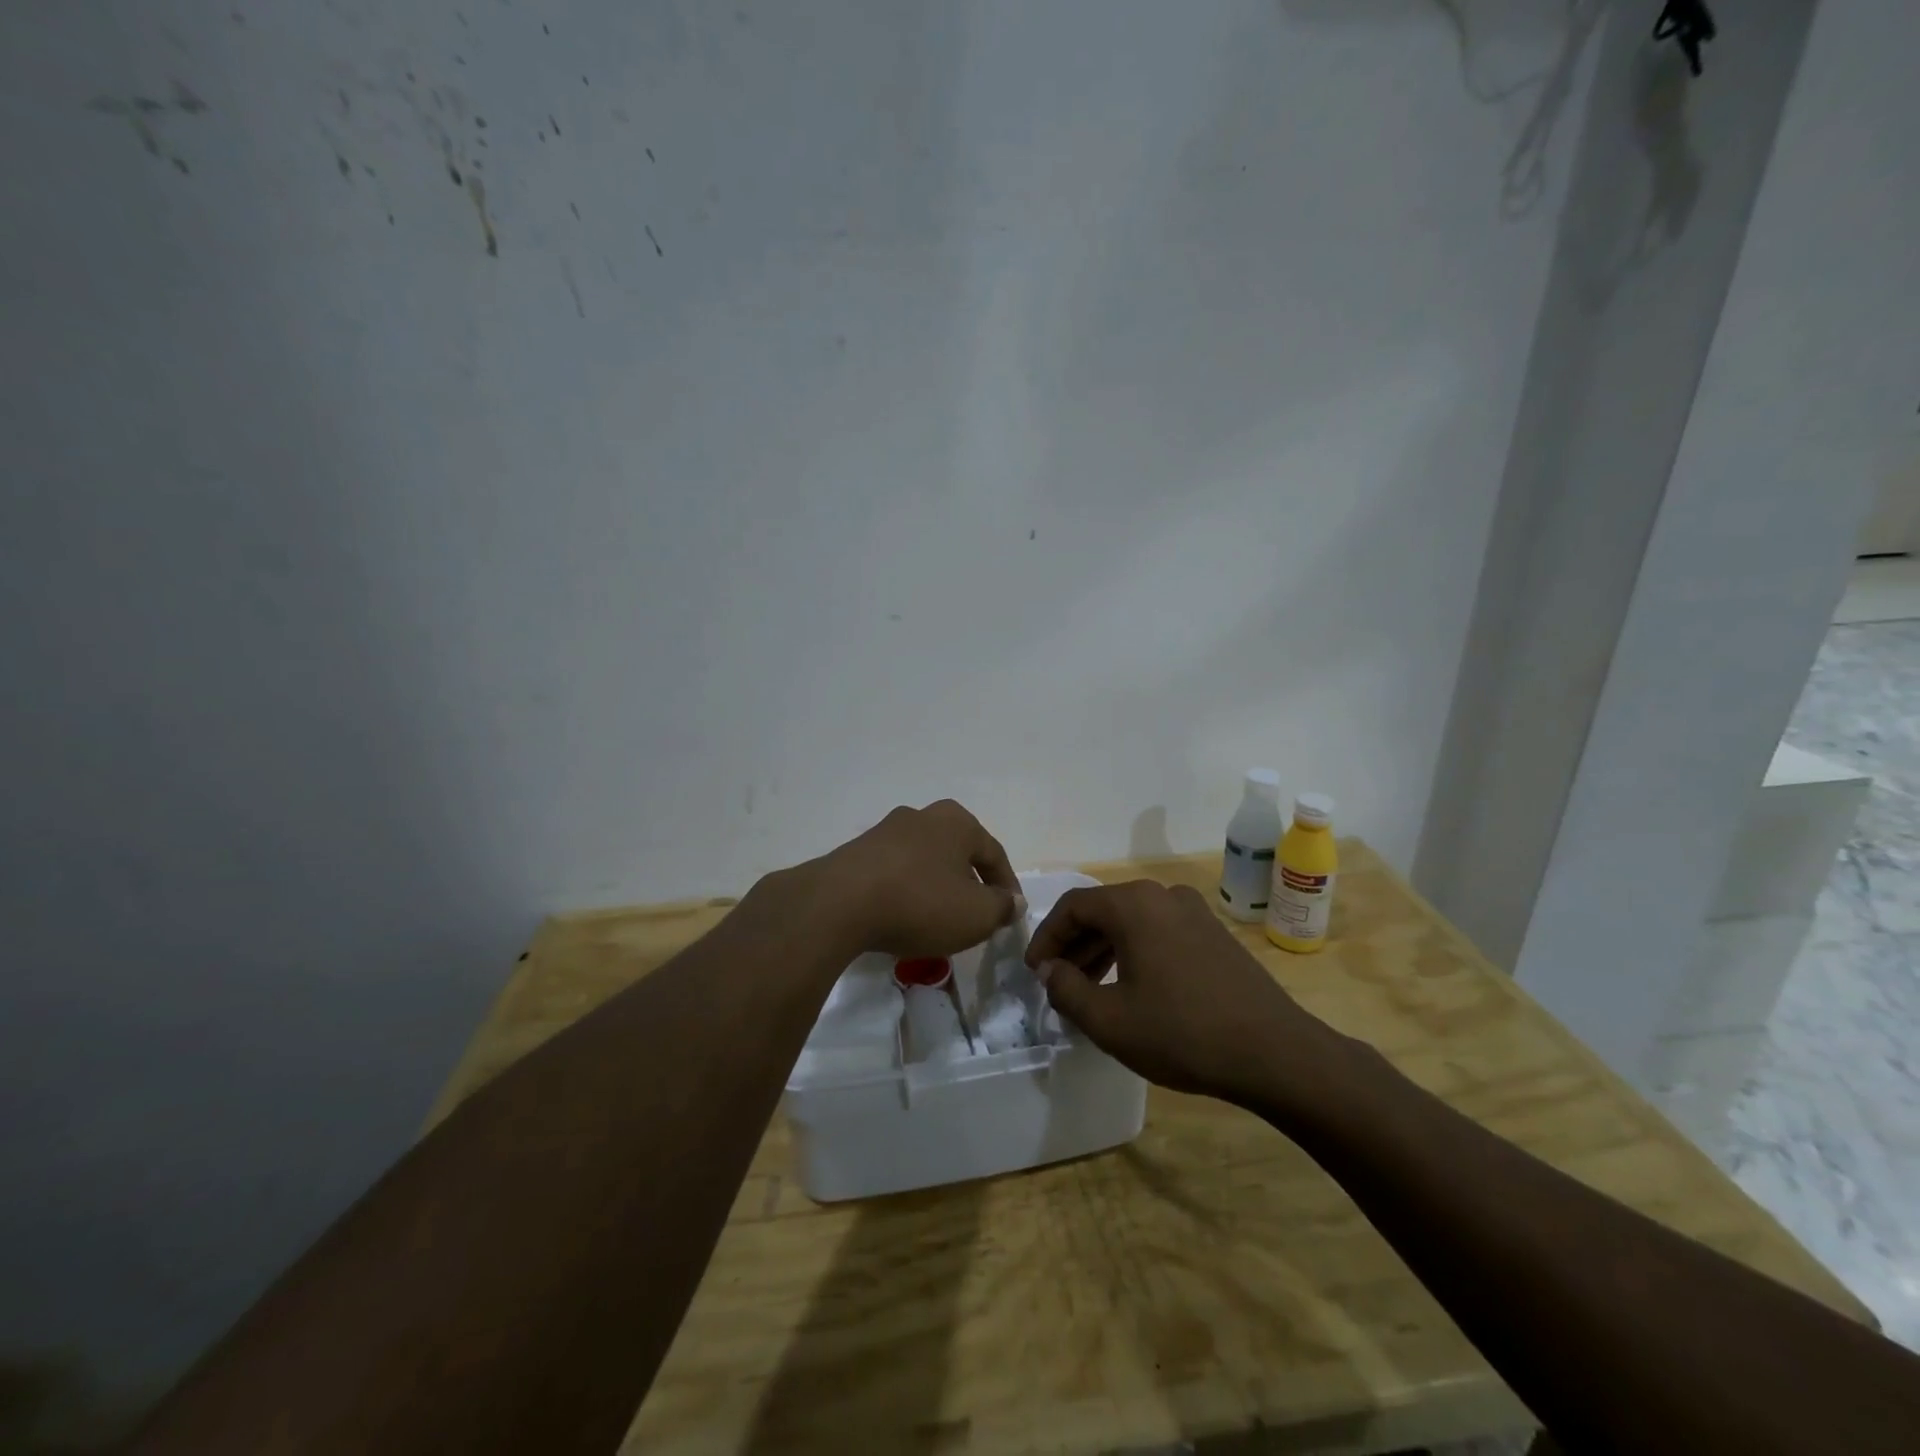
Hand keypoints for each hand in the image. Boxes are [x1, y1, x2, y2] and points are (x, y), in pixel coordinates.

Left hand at [807, 800, 1022, 958]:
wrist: (838, 904)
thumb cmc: (920, 903)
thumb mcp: (976, 914)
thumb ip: (1001, 907)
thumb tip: (1010, 901)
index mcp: (956, 821)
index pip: (994, 854)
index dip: (1007, 887)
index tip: (1010, 915)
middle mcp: (921, 816)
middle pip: (957, 853)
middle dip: (969, 884)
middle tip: (975, 915)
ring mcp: (885, 832)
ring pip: (924, 862)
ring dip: (935, 888)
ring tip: (938, 920)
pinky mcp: (856, 853)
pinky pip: (894, 874)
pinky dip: (905, 893)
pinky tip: (902, 917)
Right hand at [1025, 880, 1335, 1103]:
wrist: (1274, 1053)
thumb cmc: (1182, 1033)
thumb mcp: (1110, 1020)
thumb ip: (1067, 989)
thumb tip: (1050, 970)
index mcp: (1134, 905)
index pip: (1073, 906)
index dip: (1046, 937)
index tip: (1034, 970)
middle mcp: (1162, 895)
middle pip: (1103, 910)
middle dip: (1074, 945)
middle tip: (1057, 981)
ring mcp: (1194, 911)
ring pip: (1132, 922)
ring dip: (1103, 950)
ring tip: (1089, 988)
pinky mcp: (1214, 933)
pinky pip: (1159, 932)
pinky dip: (1134, 952)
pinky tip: (1131, 988)